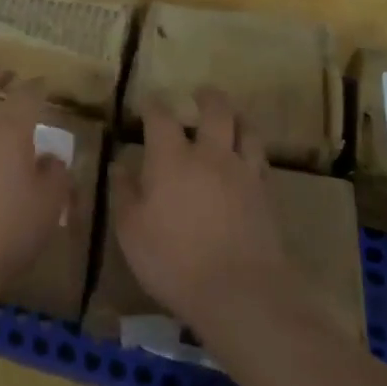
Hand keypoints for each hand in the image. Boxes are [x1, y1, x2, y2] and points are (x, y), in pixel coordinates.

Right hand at [116, 90, 290, 330]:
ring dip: (238, 118)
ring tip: (232, 118)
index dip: (153, 105)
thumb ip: (124, 193)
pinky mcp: (266, 196)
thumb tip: (120, 165)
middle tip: (200, 93)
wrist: (240, 292)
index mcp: (171, 159)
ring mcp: (243, 174)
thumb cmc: (173, 260)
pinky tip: (247, 160)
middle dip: (208, 97)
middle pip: (216, 112)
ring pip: (247, 131)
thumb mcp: (131, 230)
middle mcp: (210, 156)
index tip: (148, 102)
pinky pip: (261, 161)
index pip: (161, 118)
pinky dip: (252, 151)